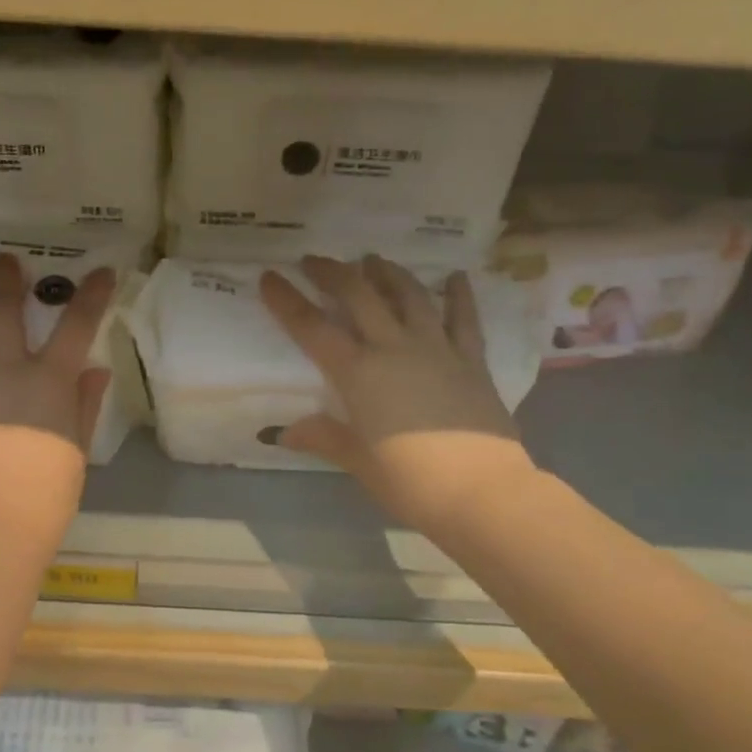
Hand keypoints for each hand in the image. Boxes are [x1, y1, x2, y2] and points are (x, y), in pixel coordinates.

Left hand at [0, 254, 114, 555]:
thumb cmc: (47, 492)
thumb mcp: (78, 447)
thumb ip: (85, 403)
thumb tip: (95, 368)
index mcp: (49, 381)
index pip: (77, 325)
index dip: (91, 295)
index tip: (101, 271)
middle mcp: (5, 371)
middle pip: (4, 311)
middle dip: (7, 279)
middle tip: (4, 260)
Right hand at [260, 254, 534, 541]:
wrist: (481, 492)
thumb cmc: (410, 481)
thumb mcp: (357, 461)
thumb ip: (323, 437)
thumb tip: (283, 432)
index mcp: (358, 374)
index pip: (312, 328)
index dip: (287, 300)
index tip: (270, 276)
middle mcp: (394, 349)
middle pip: (359, 296)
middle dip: (333, 273)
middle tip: (314, 261)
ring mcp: (437, 349)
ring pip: (409, 296)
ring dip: (387, 273)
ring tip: (372, 259)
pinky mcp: (471, 360)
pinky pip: (464, 318)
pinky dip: (458, 294)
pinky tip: (455, 276)